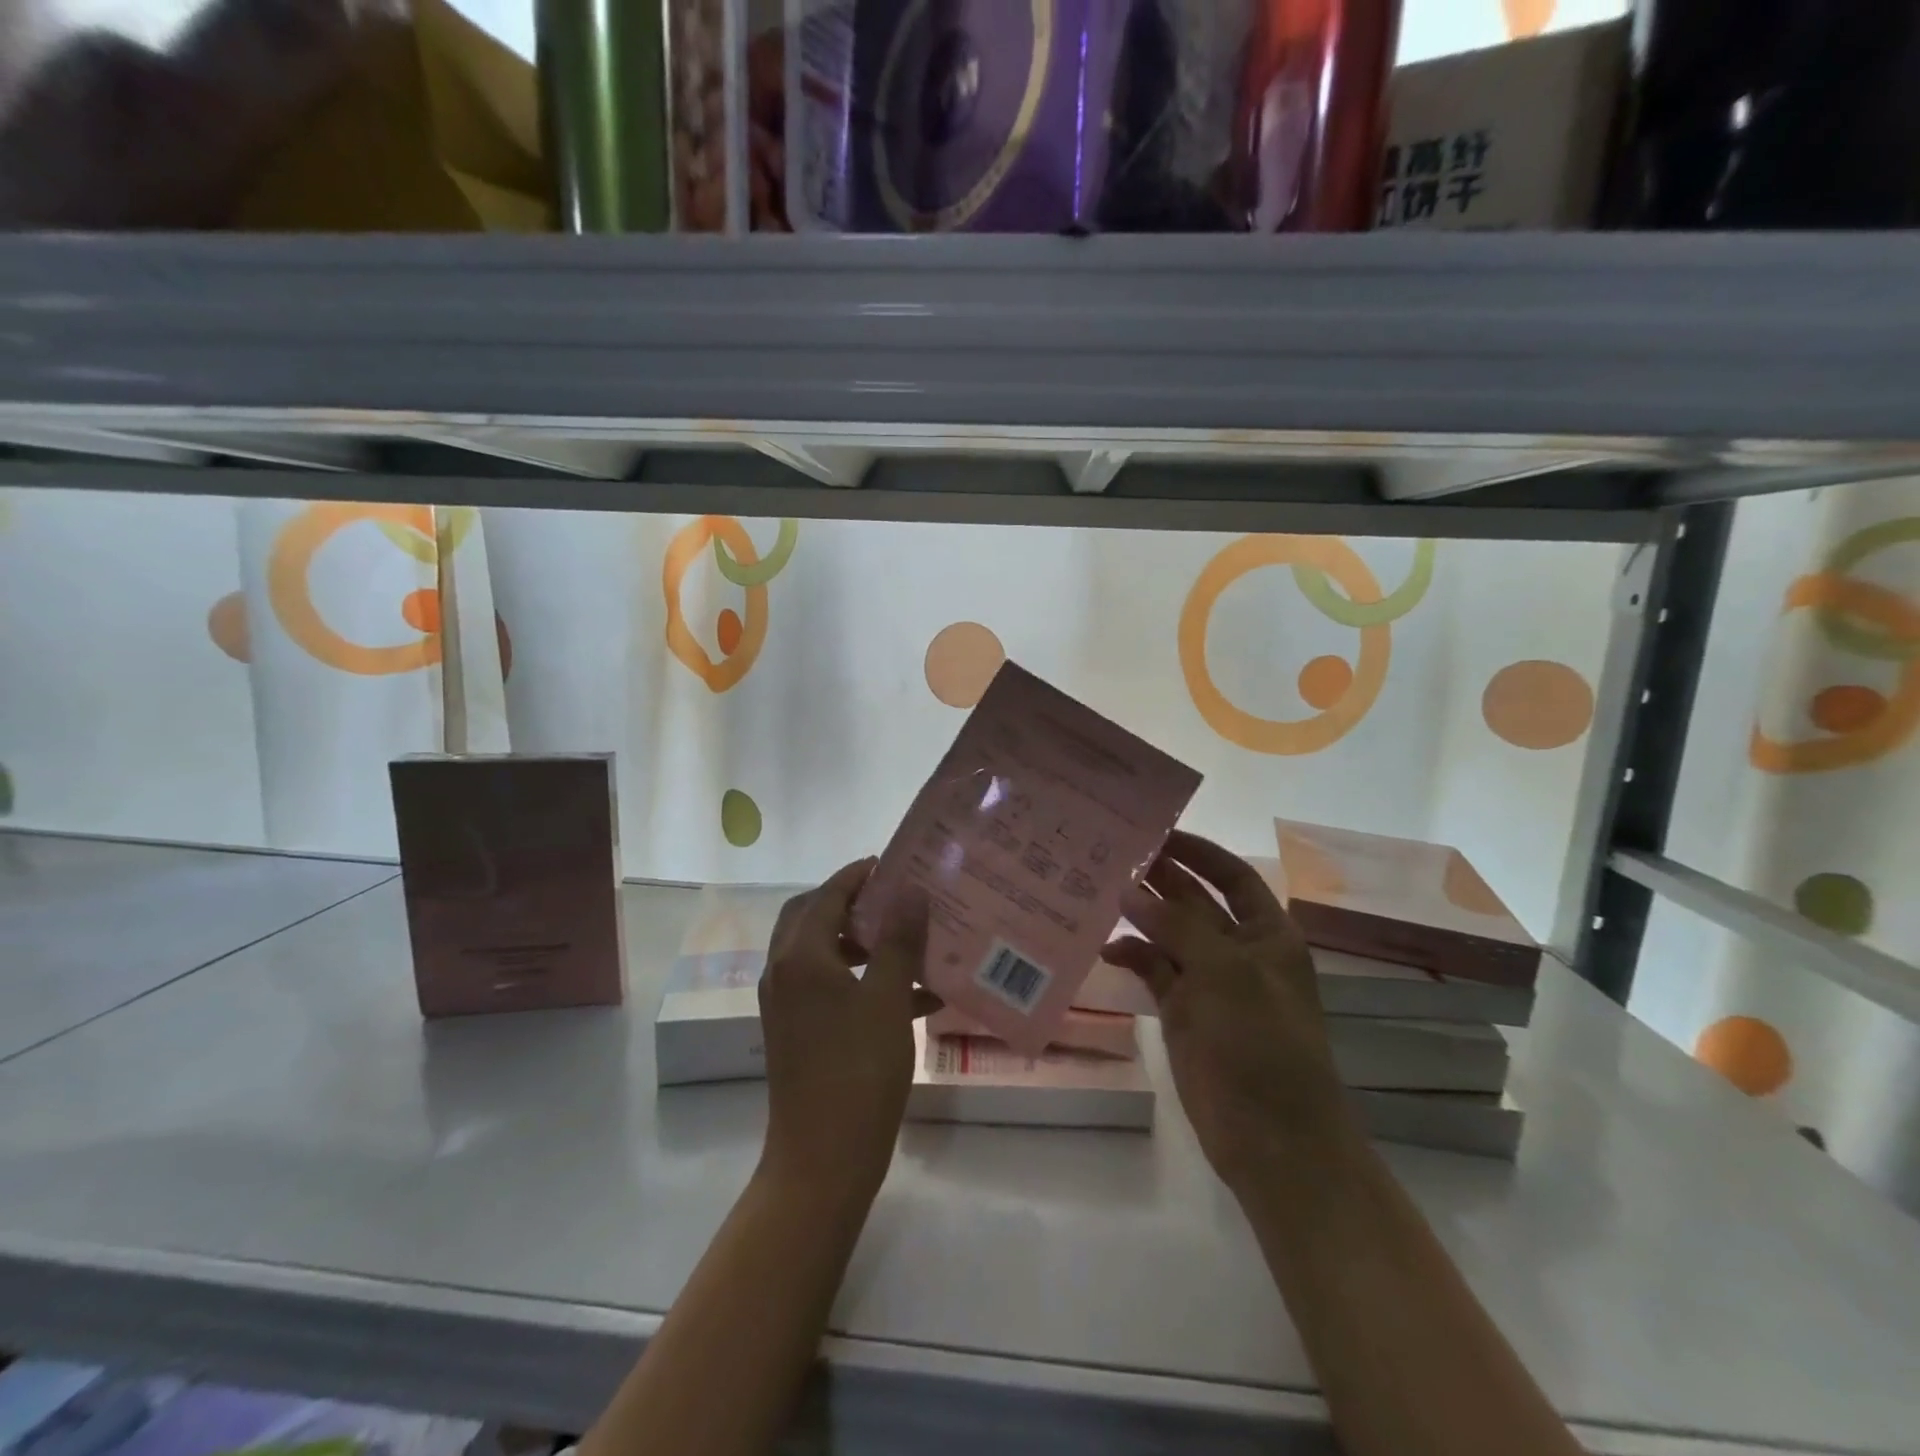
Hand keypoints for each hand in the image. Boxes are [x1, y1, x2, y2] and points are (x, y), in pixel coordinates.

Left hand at [758, 859, 933, 1204]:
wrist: (822, 1161)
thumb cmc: (858, 1072)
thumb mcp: (888, 1000)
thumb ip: (898, 941)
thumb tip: (908, 891)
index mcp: (800, 957)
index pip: (827, 896)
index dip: (857, 875)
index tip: (890, 863)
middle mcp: (783, 972)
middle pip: (812, 917)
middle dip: (850, 903)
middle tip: (891, 899)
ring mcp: (784, 1004)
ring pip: (819, 952)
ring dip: (858, 942)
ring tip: (905, 944)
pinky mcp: (793, 1031)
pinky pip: (825, 986)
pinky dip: (858, 978)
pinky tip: (909, 998)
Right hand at [1103, 831, 1354, 1188]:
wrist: (1272, 1135)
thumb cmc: (1263, 1042)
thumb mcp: (1227, 973)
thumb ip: (1177, 927)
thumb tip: (1129, 891)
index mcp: (1267, 933)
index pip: (1231, 876)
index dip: (1199, 852)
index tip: (1157, 832)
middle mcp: (1237, 950)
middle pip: (1195, 900)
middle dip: (1159, 877)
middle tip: (1112, 854)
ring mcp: (1208, 982)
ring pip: (1168, 934)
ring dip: (1139, 914)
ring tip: (1097, 889)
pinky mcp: (1182, 1011)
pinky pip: (1153, 971)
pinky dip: (1131, 957)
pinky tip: (1104, 948)